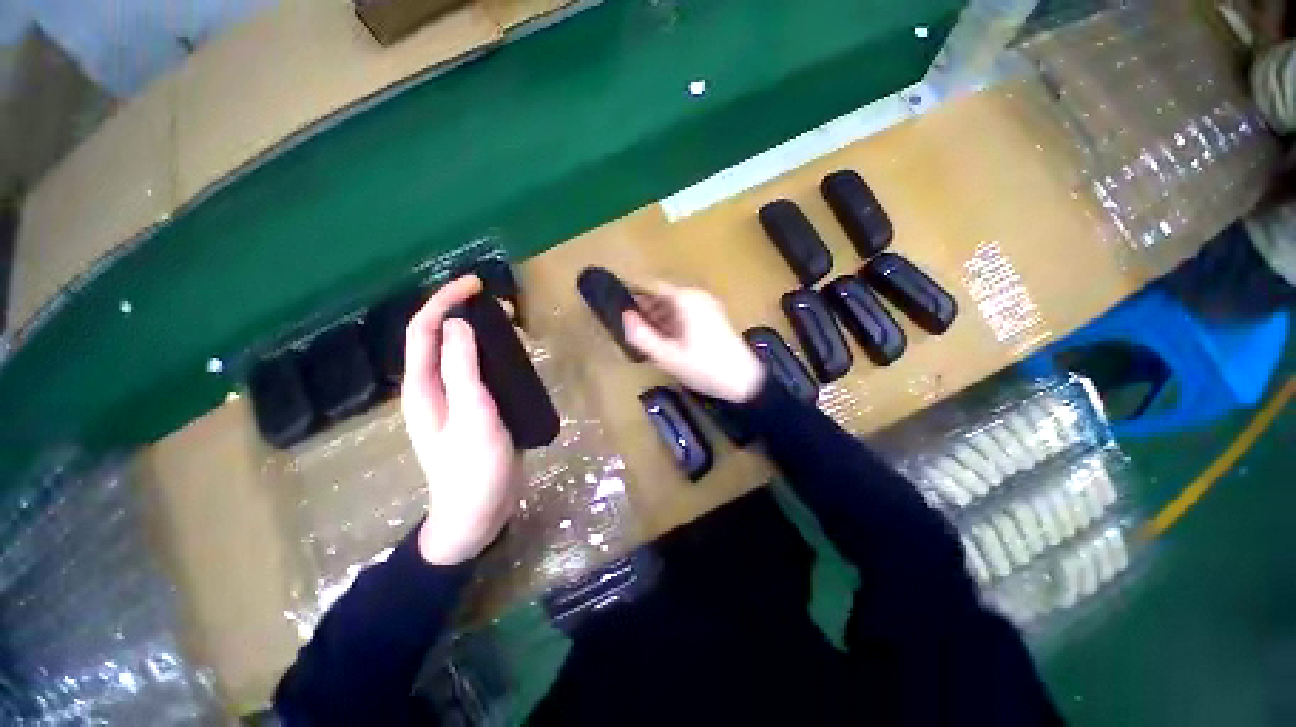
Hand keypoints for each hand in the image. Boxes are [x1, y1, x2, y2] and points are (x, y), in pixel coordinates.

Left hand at [402, 275, 519, 564]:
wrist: (479, 512)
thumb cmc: (474, 467)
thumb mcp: (473, 415)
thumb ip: (462, 369)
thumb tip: (457, 324)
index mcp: (423, 387)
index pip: (424, 330)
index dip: (445, 300)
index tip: (475, 284)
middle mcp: (432, 388)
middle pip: (440, 338)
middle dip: (464, 312)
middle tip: (504, 306)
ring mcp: (454, 399)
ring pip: (461, 353)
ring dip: (482, 333)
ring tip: (512, 325)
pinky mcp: (474, 408)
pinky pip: (478, 371)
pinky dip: (494, 355)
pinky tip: (514, 356)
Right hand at [622, 280, 765, 403]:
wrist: (745, 381)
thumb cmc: (705, 367)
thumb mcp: (668, 356)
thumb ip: (643, 336)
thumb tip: (624, 317)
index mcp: (686, 299)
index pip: (652, 286)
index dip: (633, 292)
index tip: (615, 301)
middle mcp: (697, 296)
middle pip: (663, 296)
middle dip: (645, 309)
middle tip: (626, 326)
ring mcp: (708, 306)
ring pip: (674, 306)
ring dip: (657, 318)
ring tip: (641, 336)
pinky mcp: (713, 318)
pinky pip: (685, 314)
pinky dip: (672, 323)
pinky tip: (663, 340)